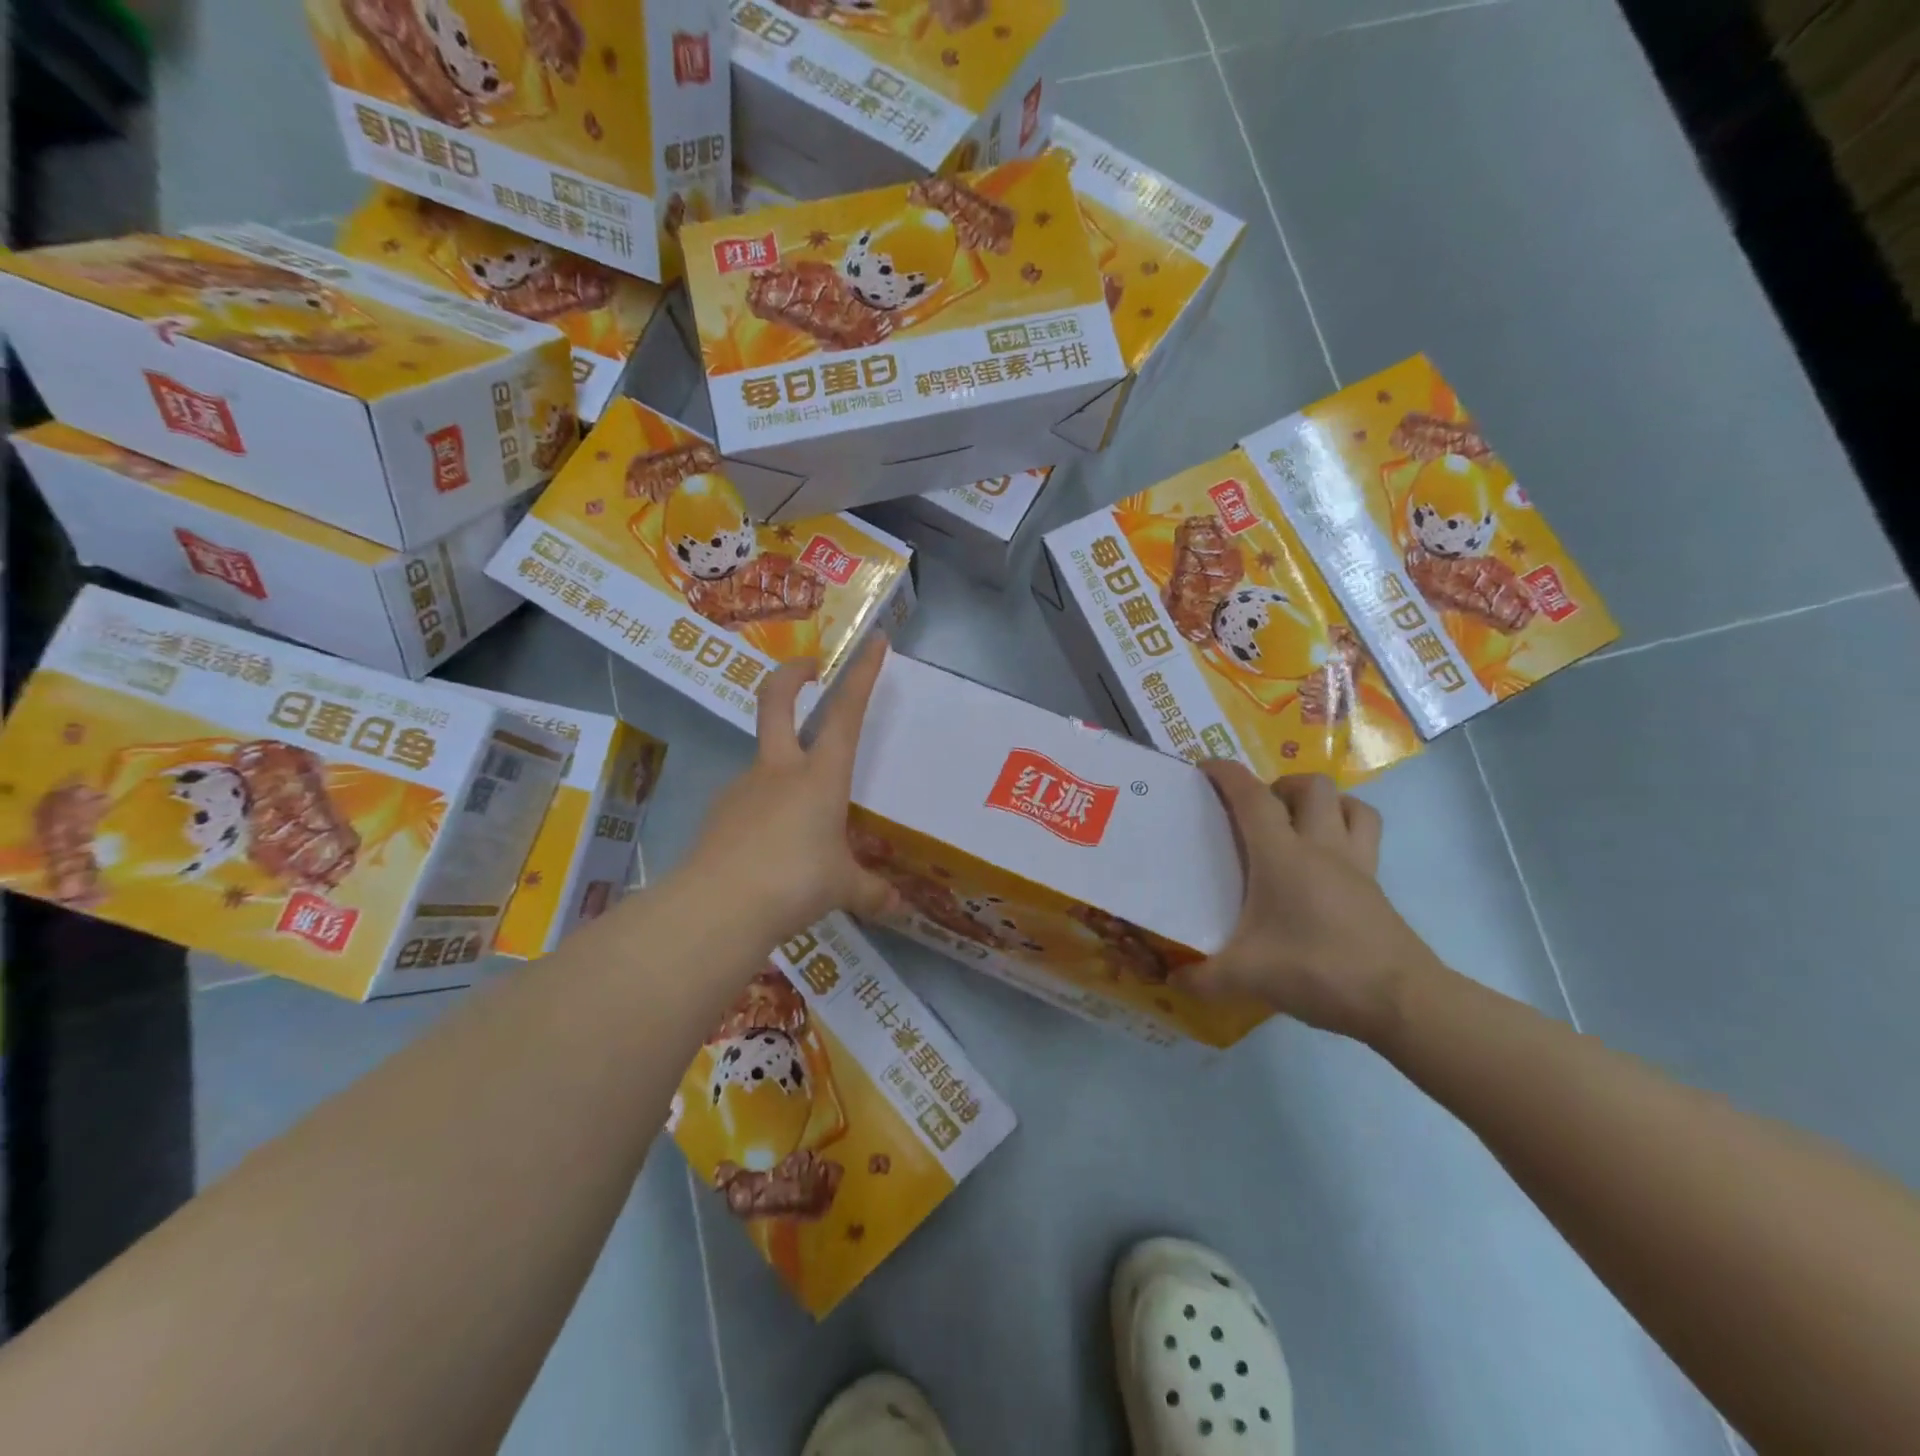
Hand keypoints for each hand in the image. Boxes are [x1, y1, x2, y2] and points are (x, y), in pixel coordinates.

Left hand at [683, 635, 898, 944]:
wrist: (718, 907)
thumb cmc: (794, 882)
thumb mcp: (842, 889)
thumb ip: (870, 893)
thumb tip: (898, 908)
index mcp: (820, 776)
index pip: (846, 714)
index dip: (862, 675)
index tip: (875, 642)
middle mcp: (780, 771)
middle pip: (776, 703)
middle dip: (793, 675)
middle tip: (809, 668)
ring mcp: (743, 788)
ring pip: (765, 759)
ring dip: (785, 765)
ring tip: (805, 818)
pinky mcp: (720, 814)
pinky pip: (749, 801)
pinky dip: (765, 811)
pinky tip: (772, 847)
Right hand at [1181, 762, 1439, 1042]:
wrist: (1400, 1001)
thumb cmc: (1317, 970)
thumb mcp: (1247, 977)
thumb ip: (1202, 978)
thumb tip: (1172, 980)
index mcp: (1283, 856)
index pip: (1253, 797)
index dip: (1228, 774)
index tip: (1206, 767)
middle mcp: (1322, 847)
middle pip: (1312, 786)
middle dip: (1282, 784)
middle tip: (1258, 810)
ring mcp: (1358, 865)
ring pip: (1351, 805)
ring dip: (1324, 802)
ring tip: (1298, 824)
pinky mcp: (1378, 888)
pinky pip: (1365, 838)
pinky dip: (1346, 832)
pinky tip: (1325, 866)